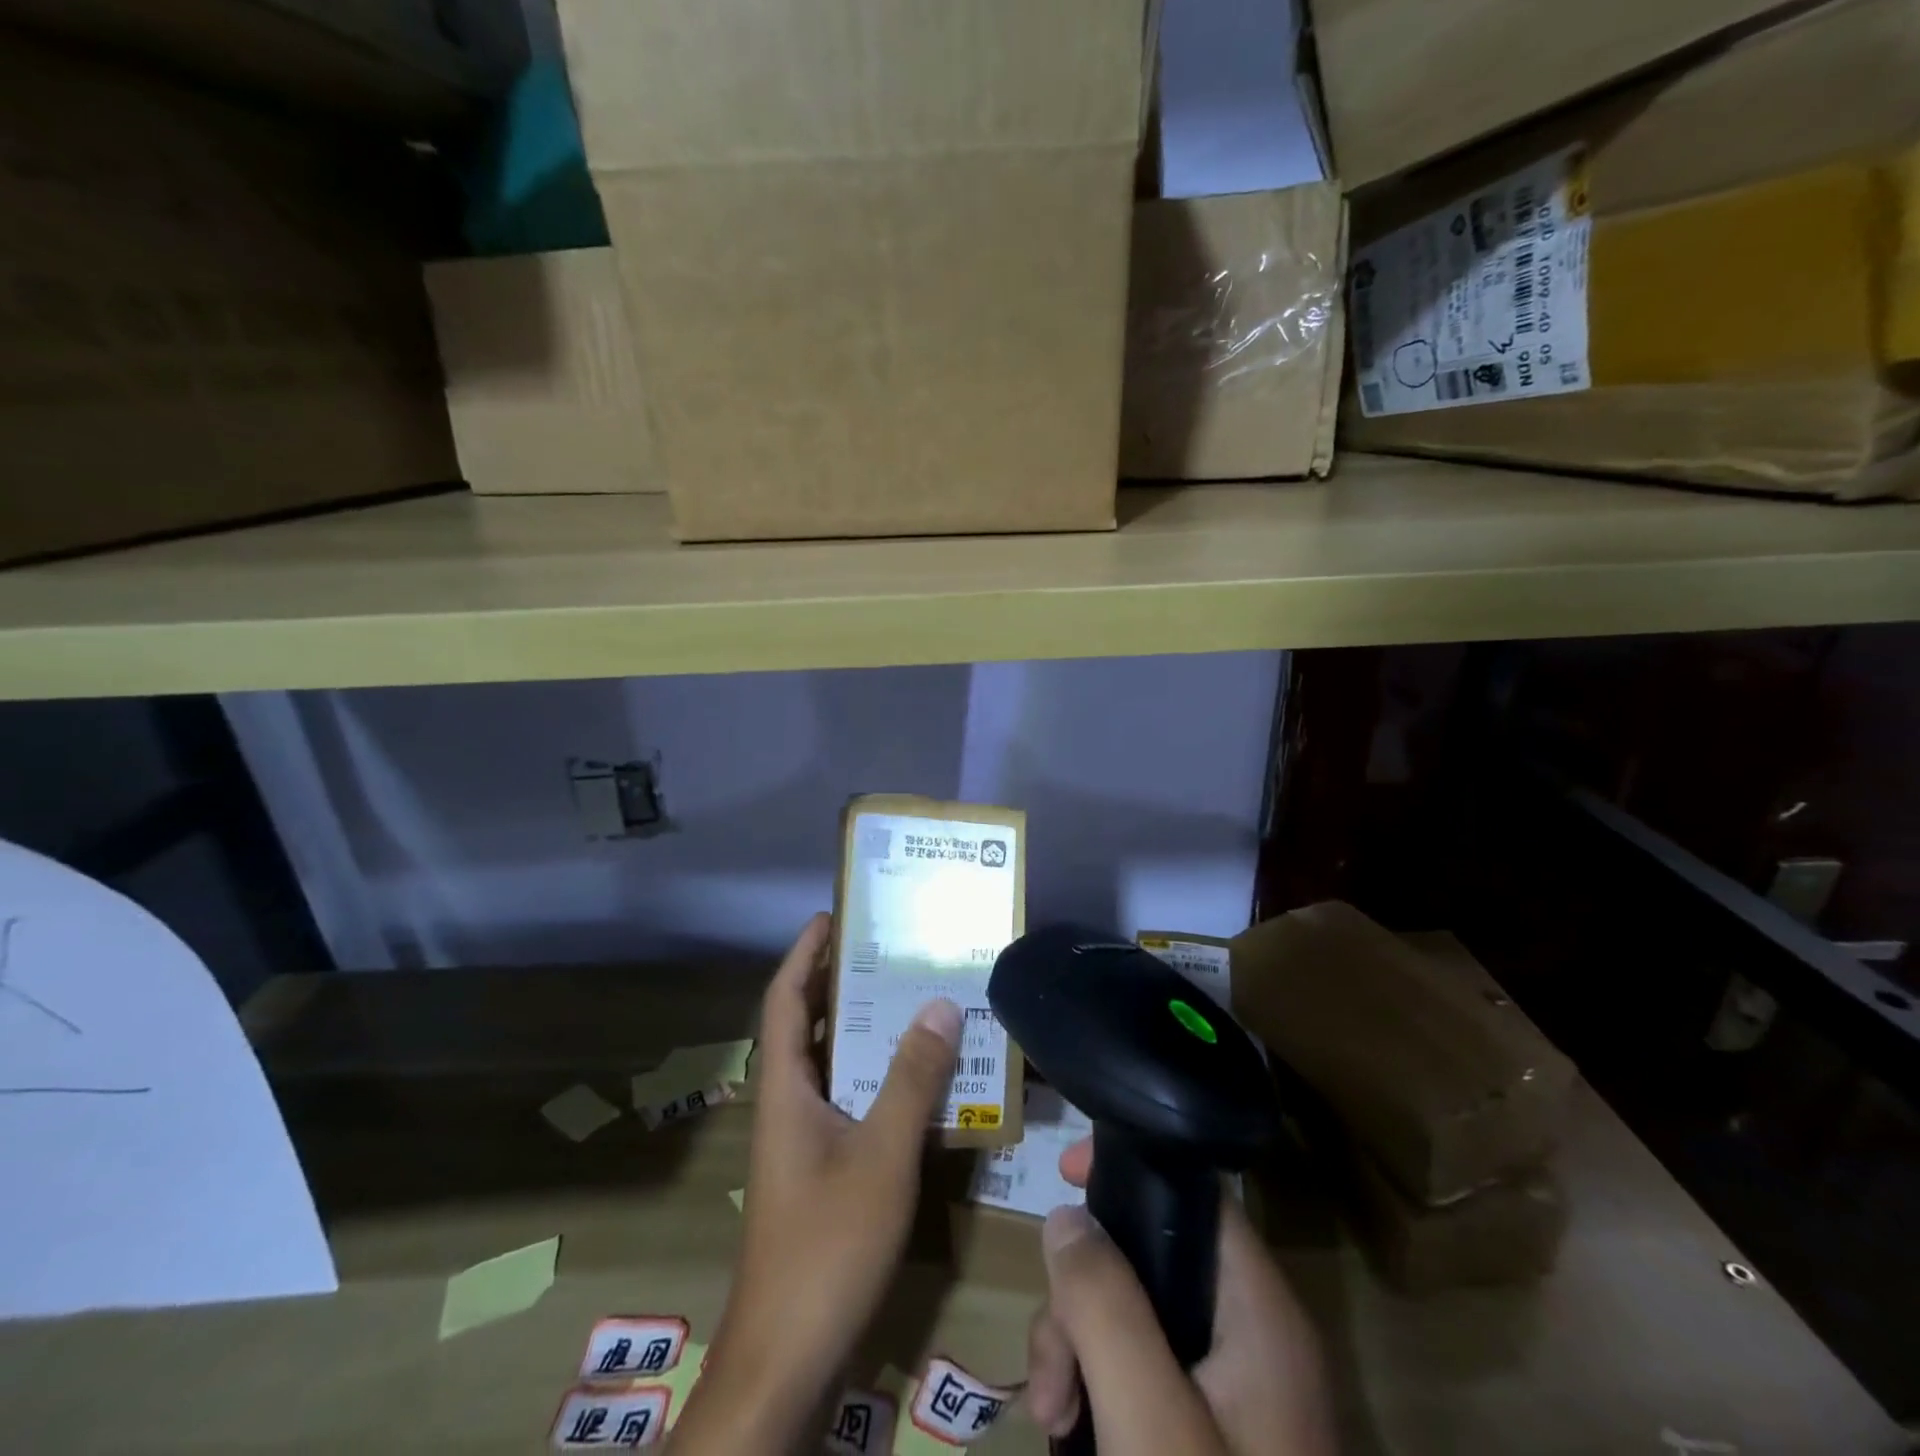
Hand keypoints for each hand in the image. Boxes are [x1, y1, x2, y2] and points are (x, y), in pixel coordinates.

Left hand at [670, 913, 961, 1451]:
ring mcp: (802, 1139)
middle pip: (809, 1024)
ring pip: (833, 1065)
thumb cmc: (826, 1244)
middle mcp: (788, 1103)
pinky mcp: (820, 1169)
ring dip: (866, 1031)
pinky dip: (878, 1078)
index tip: (833, 914)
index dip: (804, 953)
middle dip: (843, 982)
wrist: (787, 1357)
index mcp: (785, 1087)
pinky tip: (920, 1080)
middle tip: (892, 949)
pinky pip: (849, 1101)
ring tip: (914, 998)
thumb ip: (912, 1080)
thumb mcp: (881, 1154)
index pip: (784, 998)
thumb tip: (938, 1004)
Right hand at [1026, 1140, 1336, 1454]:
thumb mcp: (1147, 1424)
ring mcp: (1235, 1391)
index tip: (1062, 1177)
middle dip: (1082, 1301)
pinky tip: (1070, 1435)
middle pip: (1149, 1260)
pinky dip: (1100, 1389)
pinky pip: (1144, 1373)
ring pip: (1136, 1319)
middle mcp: (1253, 1337)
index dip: (1128, 1174)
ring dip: (1079, 1351)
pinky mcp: (1215, 1433)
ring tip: (1050, 1420)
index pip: (1194, 1195)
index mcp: (1259, 1313)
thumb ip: (1105, 1306)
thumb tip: (1067, 1215)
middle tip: (1048, 1374)